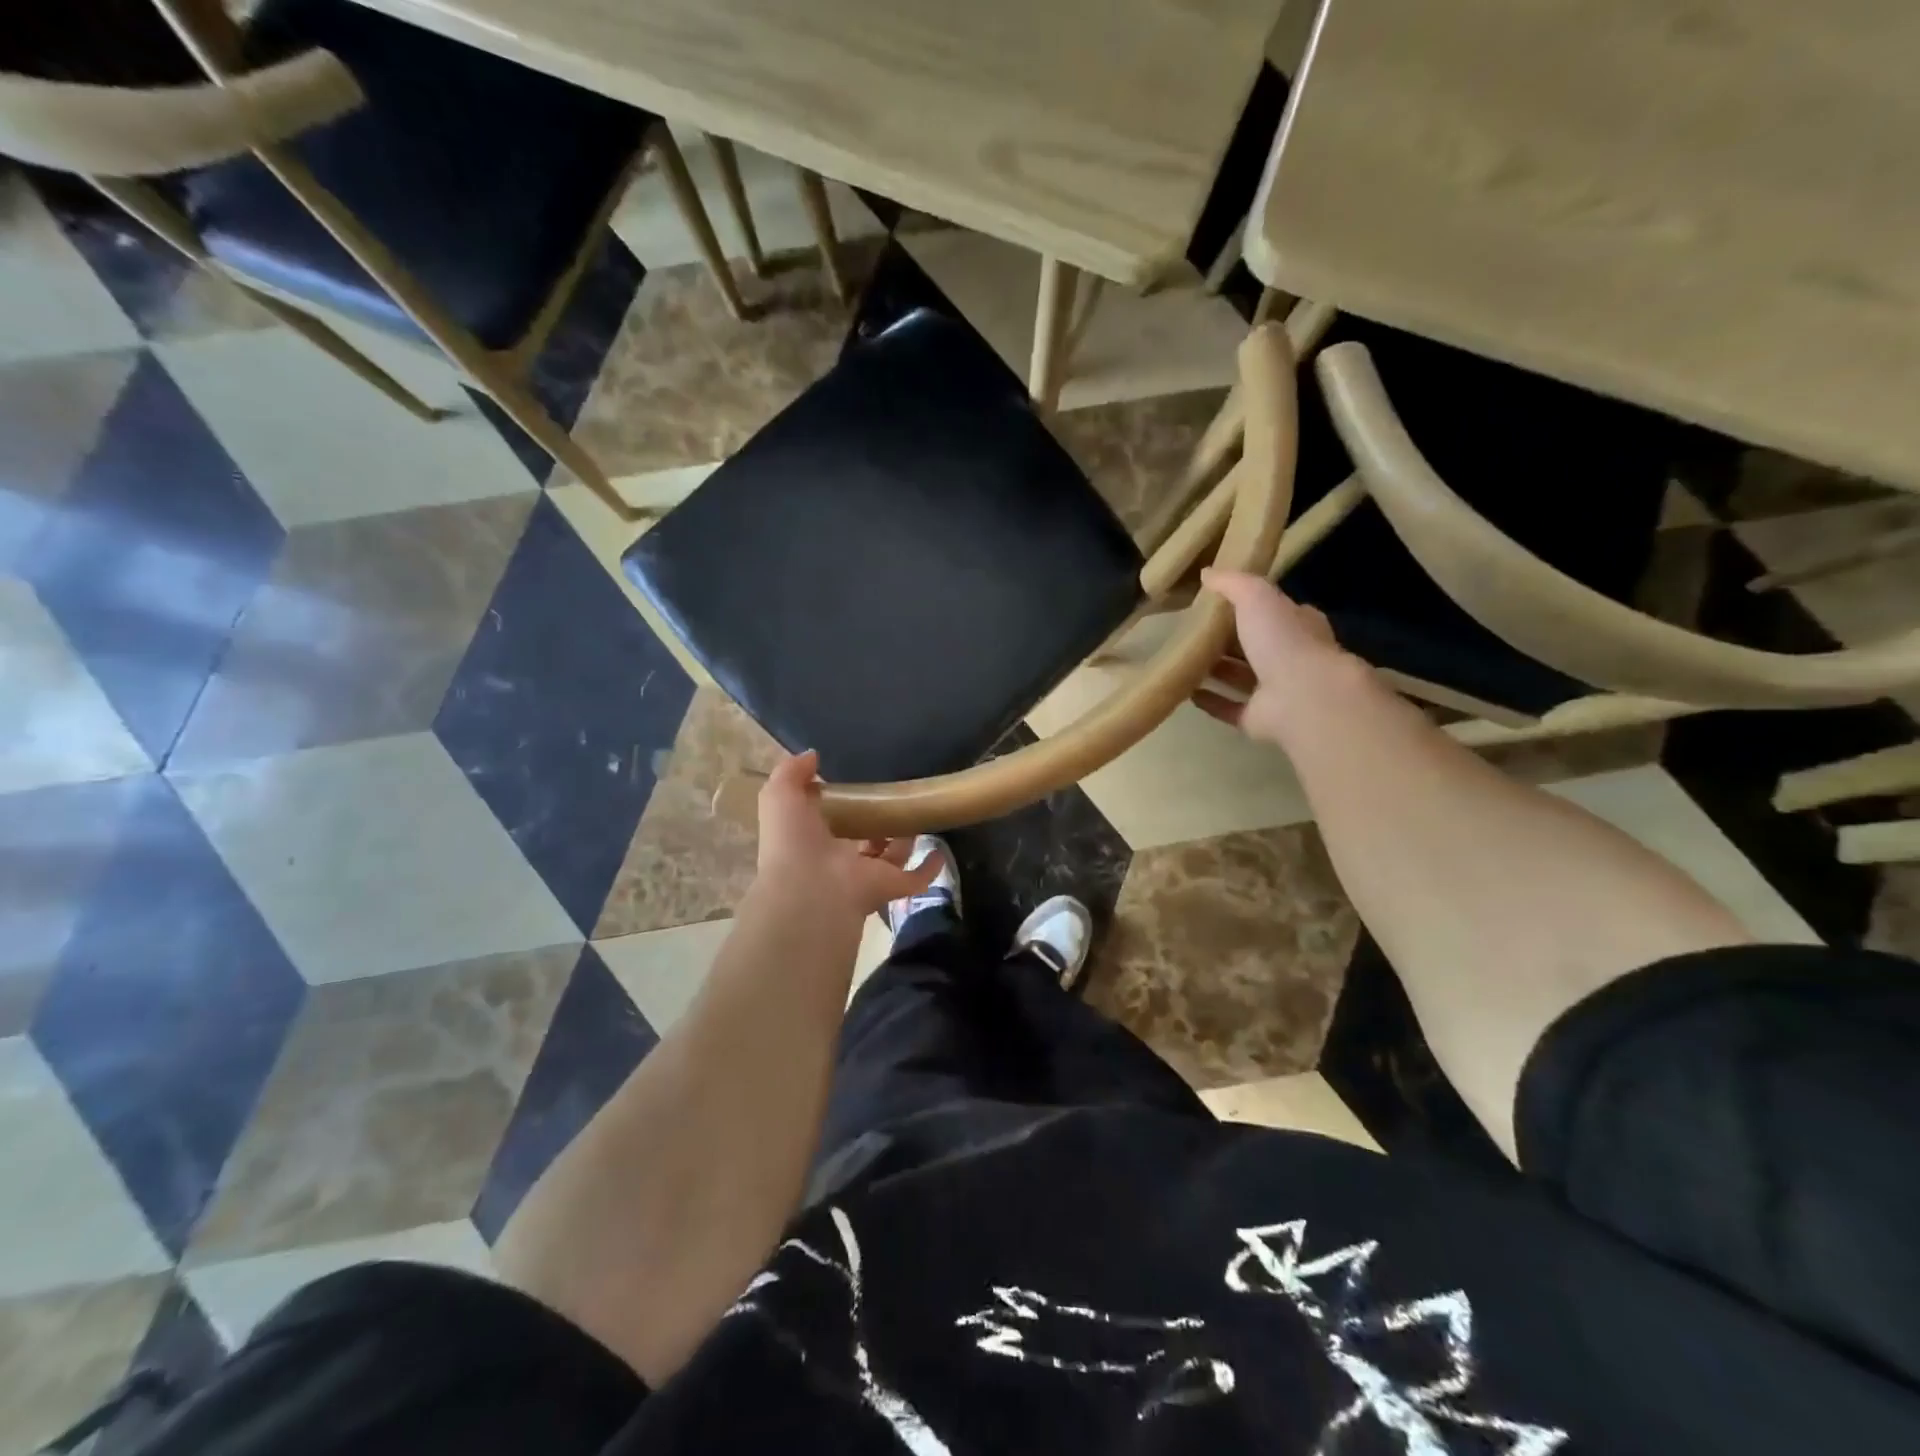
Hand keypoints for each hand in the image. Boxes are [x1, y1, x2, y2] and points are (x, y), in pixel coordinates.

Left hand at [754, 750, 938, 918]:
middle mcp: (842, 860)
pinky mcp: (892, 885)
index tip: (855, 786)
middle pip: (864, 840)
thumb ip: (791, 772)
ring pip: (891, 857)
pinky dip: (929, 868)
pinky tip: (940, 850)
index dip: (841, 806)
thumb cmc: (793, 841)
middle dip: (876, 824)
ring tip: (919, 814)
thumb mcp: (781, 796)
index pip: (831, 823)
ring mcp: (869, 875)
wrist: (810, 888)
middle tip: (892, 799)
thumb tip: (813, 755)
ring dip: (904, 840)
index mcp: (814, 841)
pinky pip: (916, 878)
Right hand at [1192, 568, 1353, 743]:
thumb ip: (1232, 583)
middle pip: (1255, 646)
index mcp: (1297, 626)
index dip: (1251, 606)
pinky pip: (1230, 708)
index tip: (1218, 602)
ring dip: (1217, 671)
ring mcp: (1276, 691)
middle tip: (1192, 632)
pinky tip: (1186, 693)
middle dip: (1228, 640)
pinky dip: (1210, 701)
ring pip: (1241, 678)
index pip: (1276, 612)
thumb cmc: (1283, 640)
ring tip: (1183, 661)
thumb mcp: (1256, 597)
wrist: (1302, 697)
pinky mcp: (1259, 719)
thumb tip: (1207, 573)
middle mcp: (1289, 658)